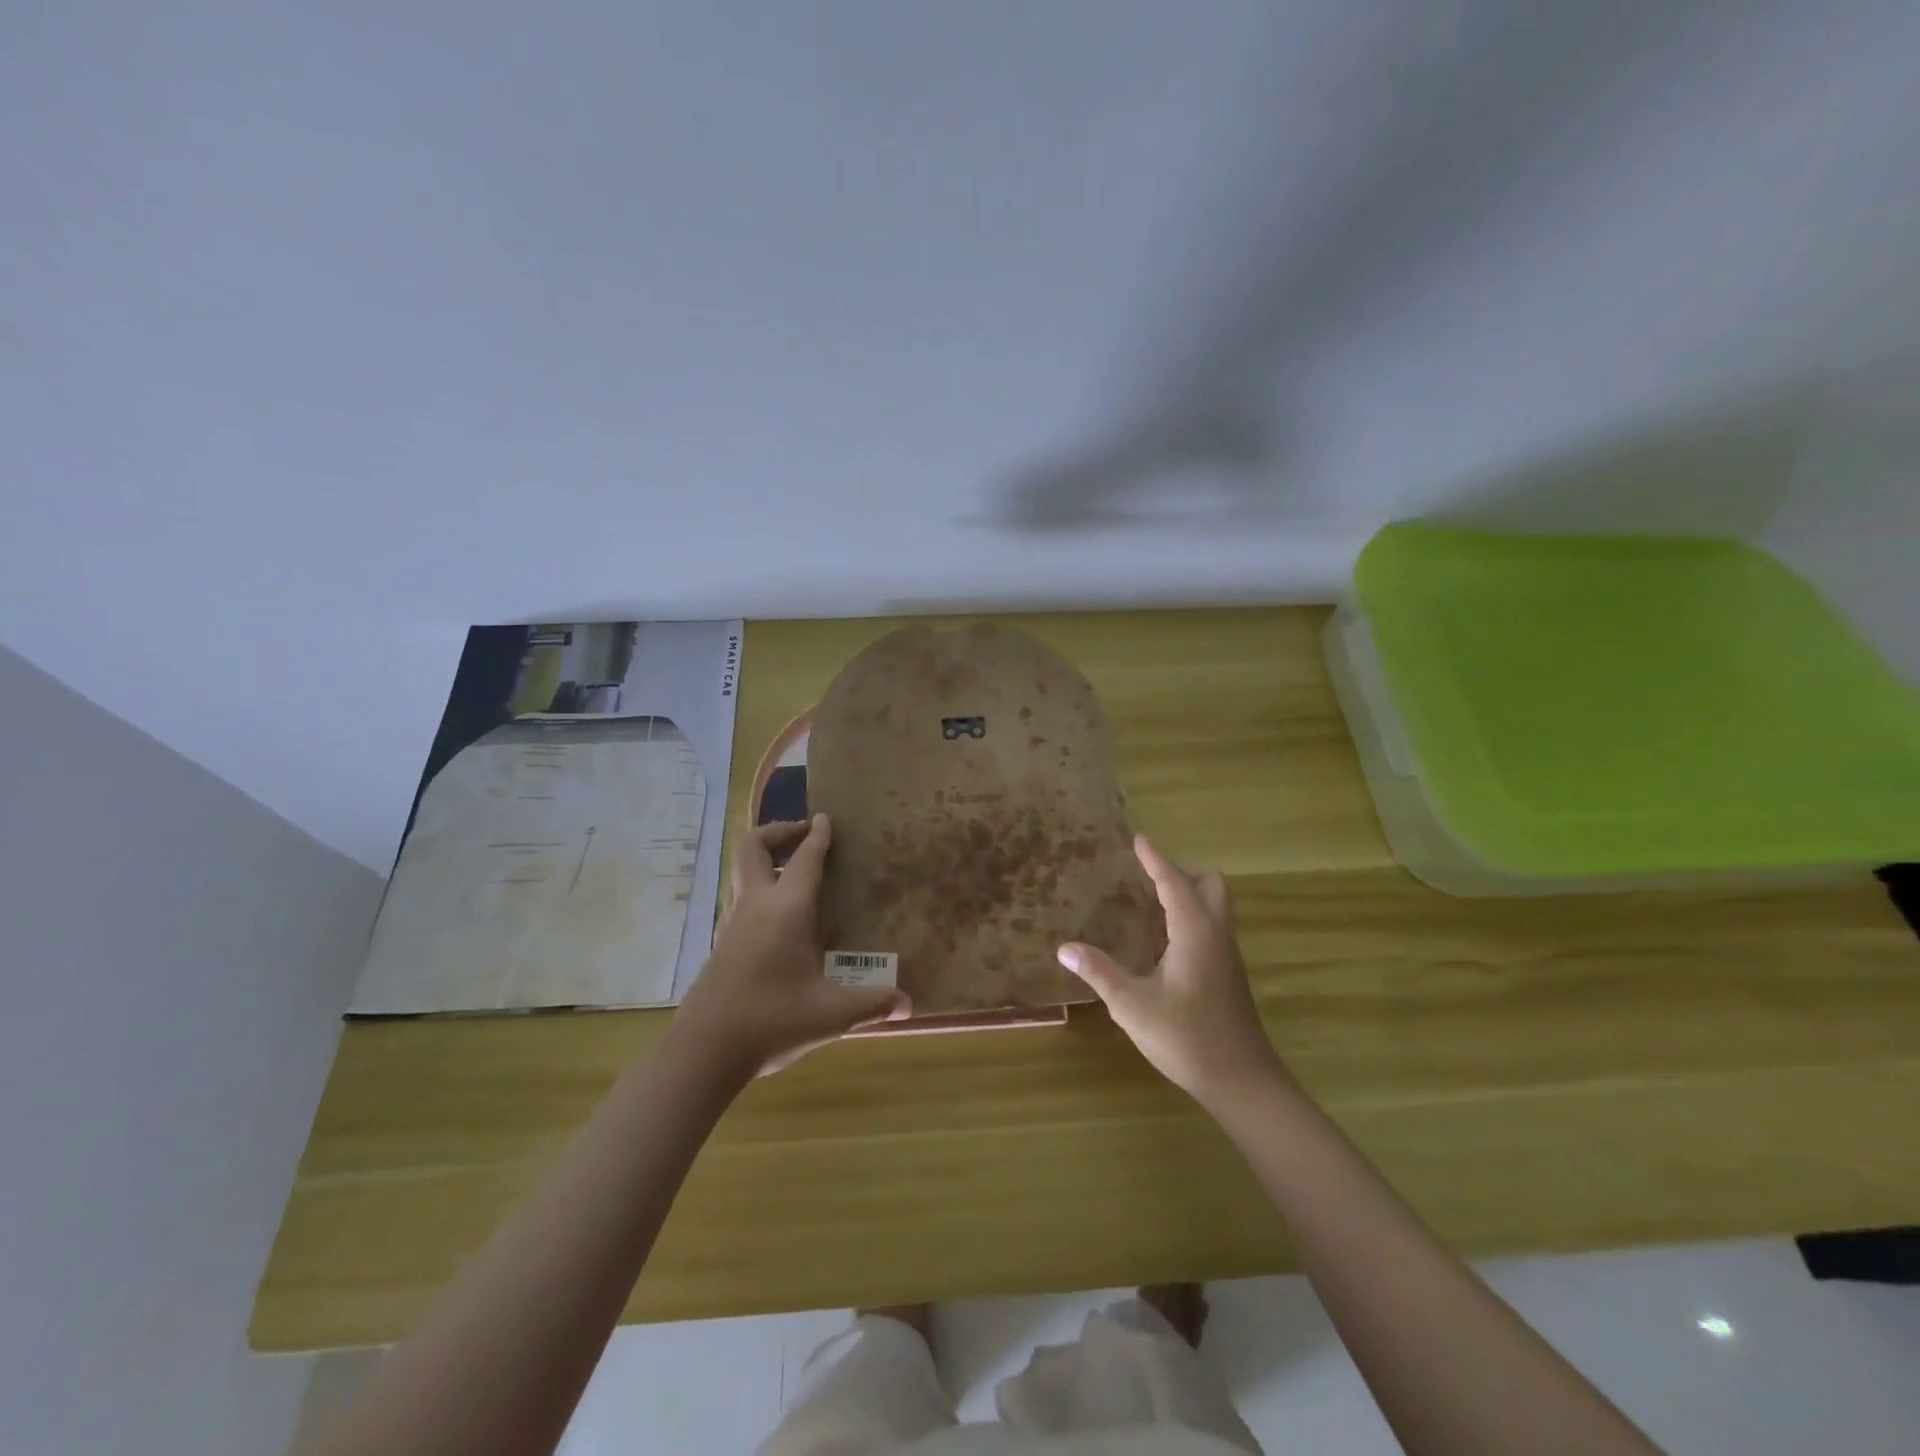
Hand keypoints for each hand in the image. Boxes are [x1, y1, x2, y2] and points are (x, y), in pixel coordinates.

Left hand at [674, 814, 911, 1076]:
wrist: (704, 1051)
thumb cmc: (771, 1021)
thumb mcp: (830, 1014)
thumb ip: (871, 1004)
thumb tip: (908, 1006)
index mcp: (786, 910)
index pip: (804, 859)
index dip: (818, 836)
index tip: (826, 818)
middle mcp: (755, 906)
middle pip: (753, 847)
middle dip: (778, 832)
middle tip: (804, 835)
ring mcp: (732, 923)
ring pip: (741, 871)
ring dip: (765, 859)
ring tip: (792, 870)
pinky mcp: (721, 944)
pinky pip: (740, 898)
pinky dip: (759, 888)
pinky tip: (779, 918)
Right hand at [1057, 836, 1286, 1107]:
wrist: (1242, 1081)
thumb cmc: (1186, 1037)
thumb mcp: (1132, 1005)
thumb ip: (1100, 972)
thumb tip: (1065, 948)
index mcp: (1195, 932)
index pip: (1174, 882)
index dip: (1155, 860)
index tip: (1139, 839)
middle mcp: (1216, 935)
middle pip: (1210, 885)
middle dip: (1181, 872)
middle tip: (1147, 878)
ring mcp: (1227, 955)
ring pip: (1215, 906)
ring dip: (1188, 894)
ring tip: (1150, 903)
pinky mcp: (1228, 974)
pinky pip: (1212, 927)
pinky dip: (1191, 917)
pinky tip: (1163, 942)